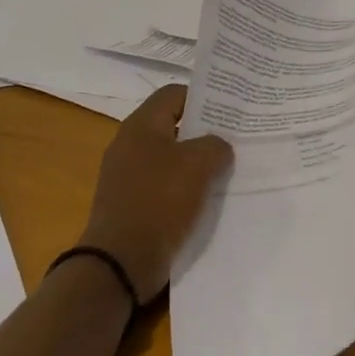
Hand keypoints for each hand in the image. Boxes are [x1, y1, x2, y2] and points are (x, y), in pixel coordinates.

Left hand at [78, 84, 232, 301]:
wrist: (120, 262)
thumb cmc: (159, 200)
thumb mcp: (198, 164)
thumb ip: (215, 146)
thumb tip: (218, 147)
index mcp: (141, 125)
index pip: (174, 94)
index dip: (203, 97)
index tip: (229, 110)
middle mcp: (130, 144)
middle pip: (172, 125)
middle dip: (203, 131)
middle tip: (234, 138)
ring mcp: (127, 175)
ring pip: (169, 157)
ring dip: (195, 163)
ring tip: (226, 168)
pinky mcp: (130, 203)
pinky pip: (163, 185)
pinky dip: (183, 187)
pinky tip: (206, 198)